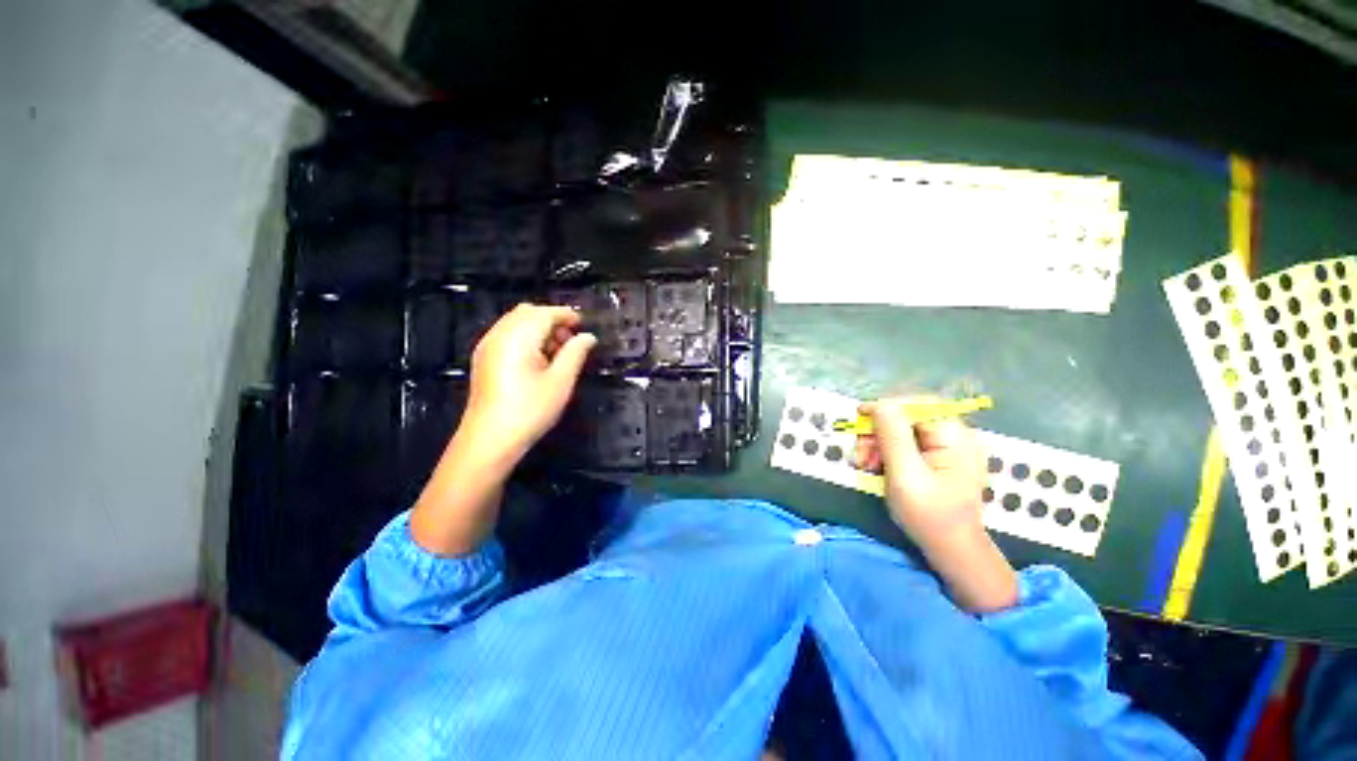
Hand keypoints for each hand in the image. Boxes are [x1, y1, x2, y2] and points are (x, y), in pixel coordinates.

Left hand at [461, 303, 596, 463]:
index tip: (583, 324)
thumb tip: (588, 337)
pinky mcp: (483, 358)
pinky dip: (525, 337)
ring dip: (538, 328)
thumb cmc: (530, 410)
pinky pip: (507, 334)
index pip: (544, 313)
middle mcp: (499, 335)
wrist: (490, 439)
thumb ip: (575, 353)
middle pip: (528, 312)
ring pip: (516, 322)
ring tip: (556, 353)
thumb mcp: (561, 382)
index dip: (566, 314)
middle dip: (551, 319)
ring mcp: (487, 346)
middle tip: (570, 340)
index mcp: (518, 337)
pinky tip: (537, 360)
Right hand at [858, 396, 986, 545]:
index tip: (858, 420)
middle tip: (860, 454)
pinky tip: (877, 467)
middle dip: (877, 432)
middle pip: (906, 417)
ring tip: (865, 465)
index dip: (884, 408)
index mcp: (953, 436)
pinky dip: (887, 452)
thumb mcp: (905, 474)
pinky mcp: (938, 459)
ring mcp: (947, 448)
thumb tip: (879, 403)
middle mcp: (954, 436)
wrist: (952, 551)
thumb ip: (893, 436)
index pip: (916, 404)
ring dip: (878, 443)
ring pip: (902, 431)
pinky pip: (906, 444)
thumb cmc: (930, 515)